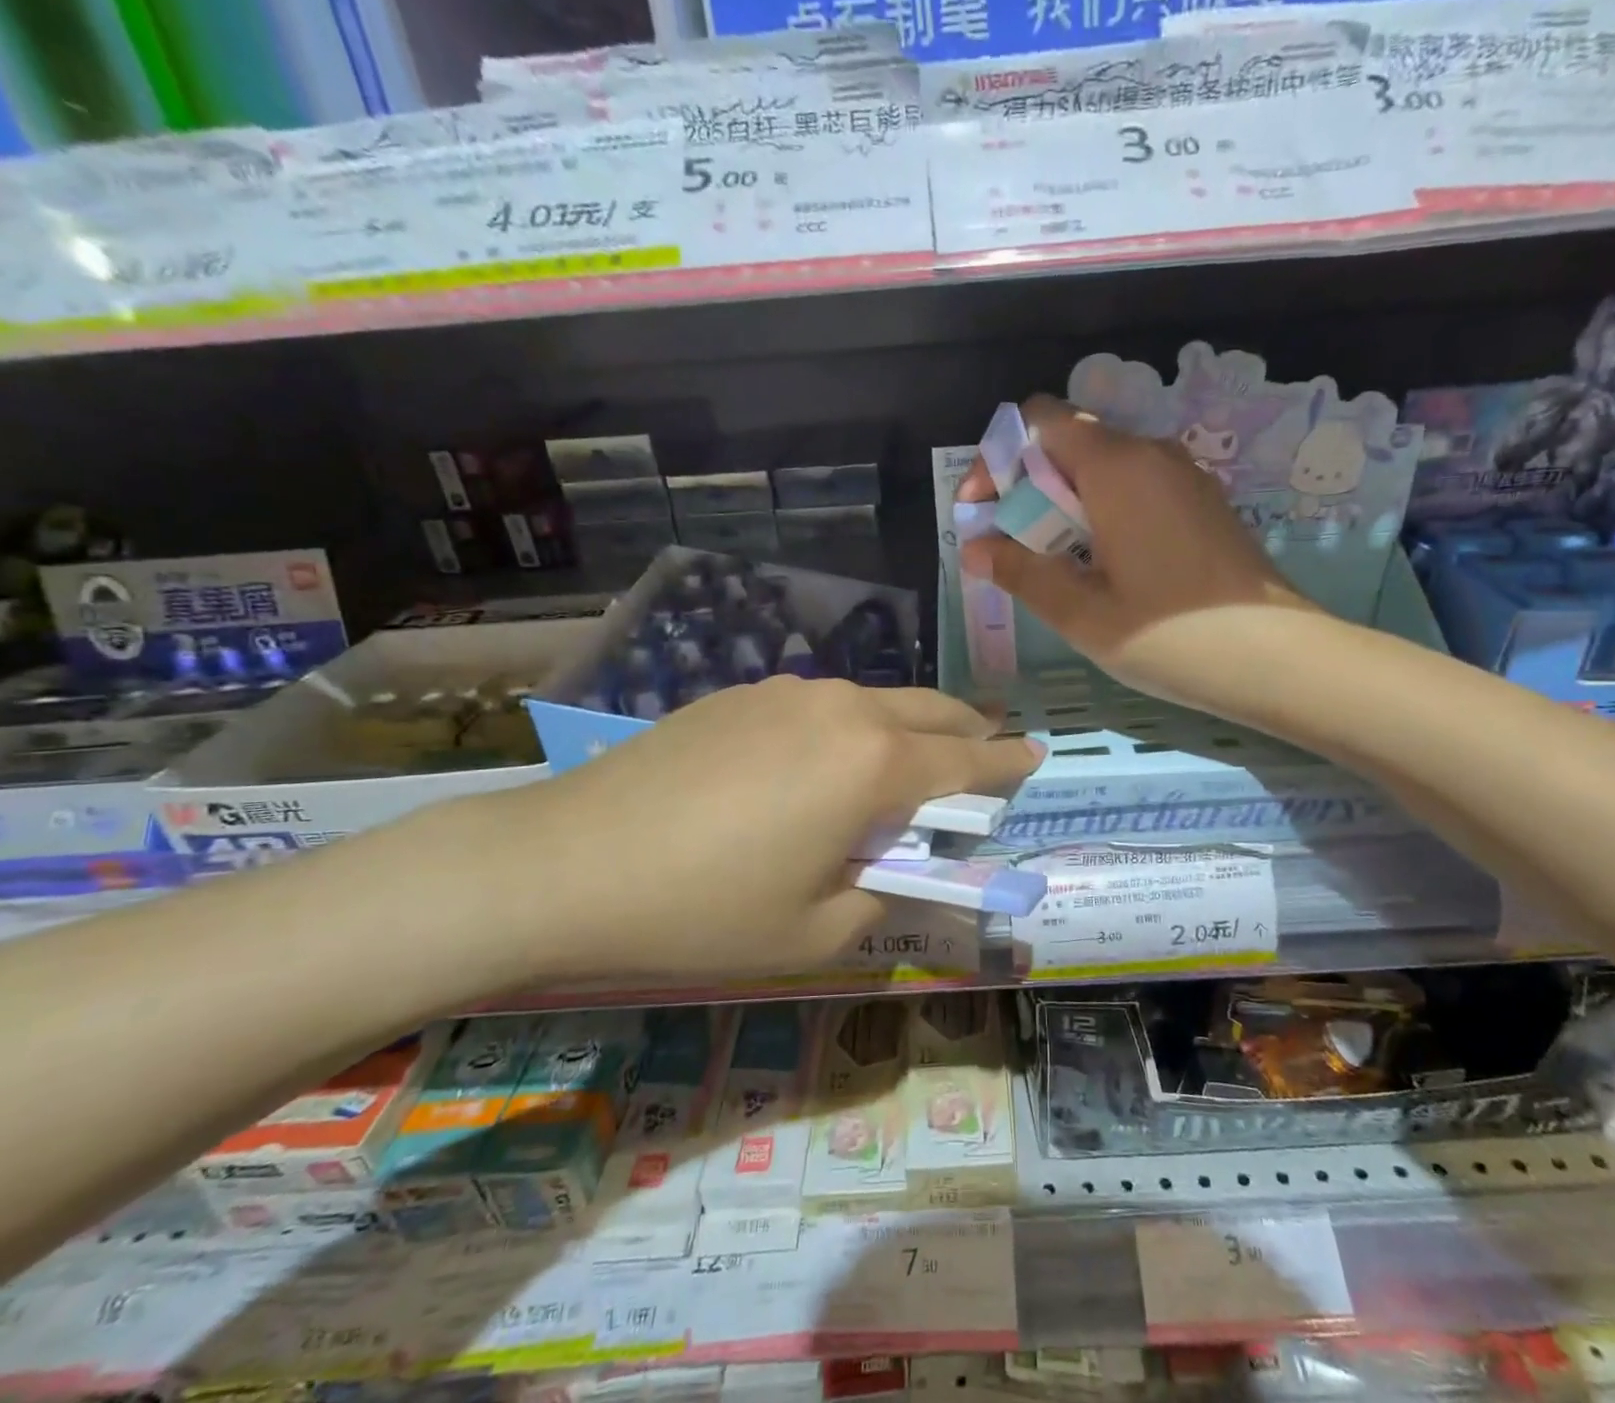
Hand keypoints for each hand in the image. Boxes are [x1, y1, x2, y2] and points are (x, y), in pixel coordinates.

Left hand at [486, 677, 1041, 981]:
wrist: (567, 862)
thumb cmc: (704, 912)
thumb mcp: (815, 932)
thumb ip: (884, 894)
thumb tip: (901, 866)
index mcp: (874, 765)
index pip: (968, 759)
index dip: (1007, 762)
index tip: (1036, 754)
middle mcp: (843, 709)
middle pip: (931, 710)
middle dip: (967, 731)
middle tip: (982, 756)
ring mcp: (788, 692)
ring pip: (876, 701)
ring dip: (907, 728)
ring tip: (903, 764)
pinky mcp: (743, 694)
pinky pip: (823, 704)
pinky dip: (851, 726)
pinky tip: (821, 762)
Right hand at [958, 395, 1322, 706]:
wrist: (1277, 659)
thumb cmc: (1170, 637)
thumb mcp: (1081, 612)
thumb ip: (1021, 571)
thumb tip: (973, 547)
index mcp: (1116, 467)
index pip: (1040, 420)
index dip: (999, 457)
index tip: (984, 511)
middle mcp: (1151, 454)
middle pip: (1070, 441)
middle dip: (1028, 485)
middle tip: (1014, 546)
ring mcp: (1184, 476)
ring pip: (1104, 466)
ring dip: (1065, 501)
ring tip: (1055, 562)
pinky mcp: (1203, 502)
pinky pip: (1136, 486)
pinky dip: (1102, 510)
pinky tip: (1104, 566)